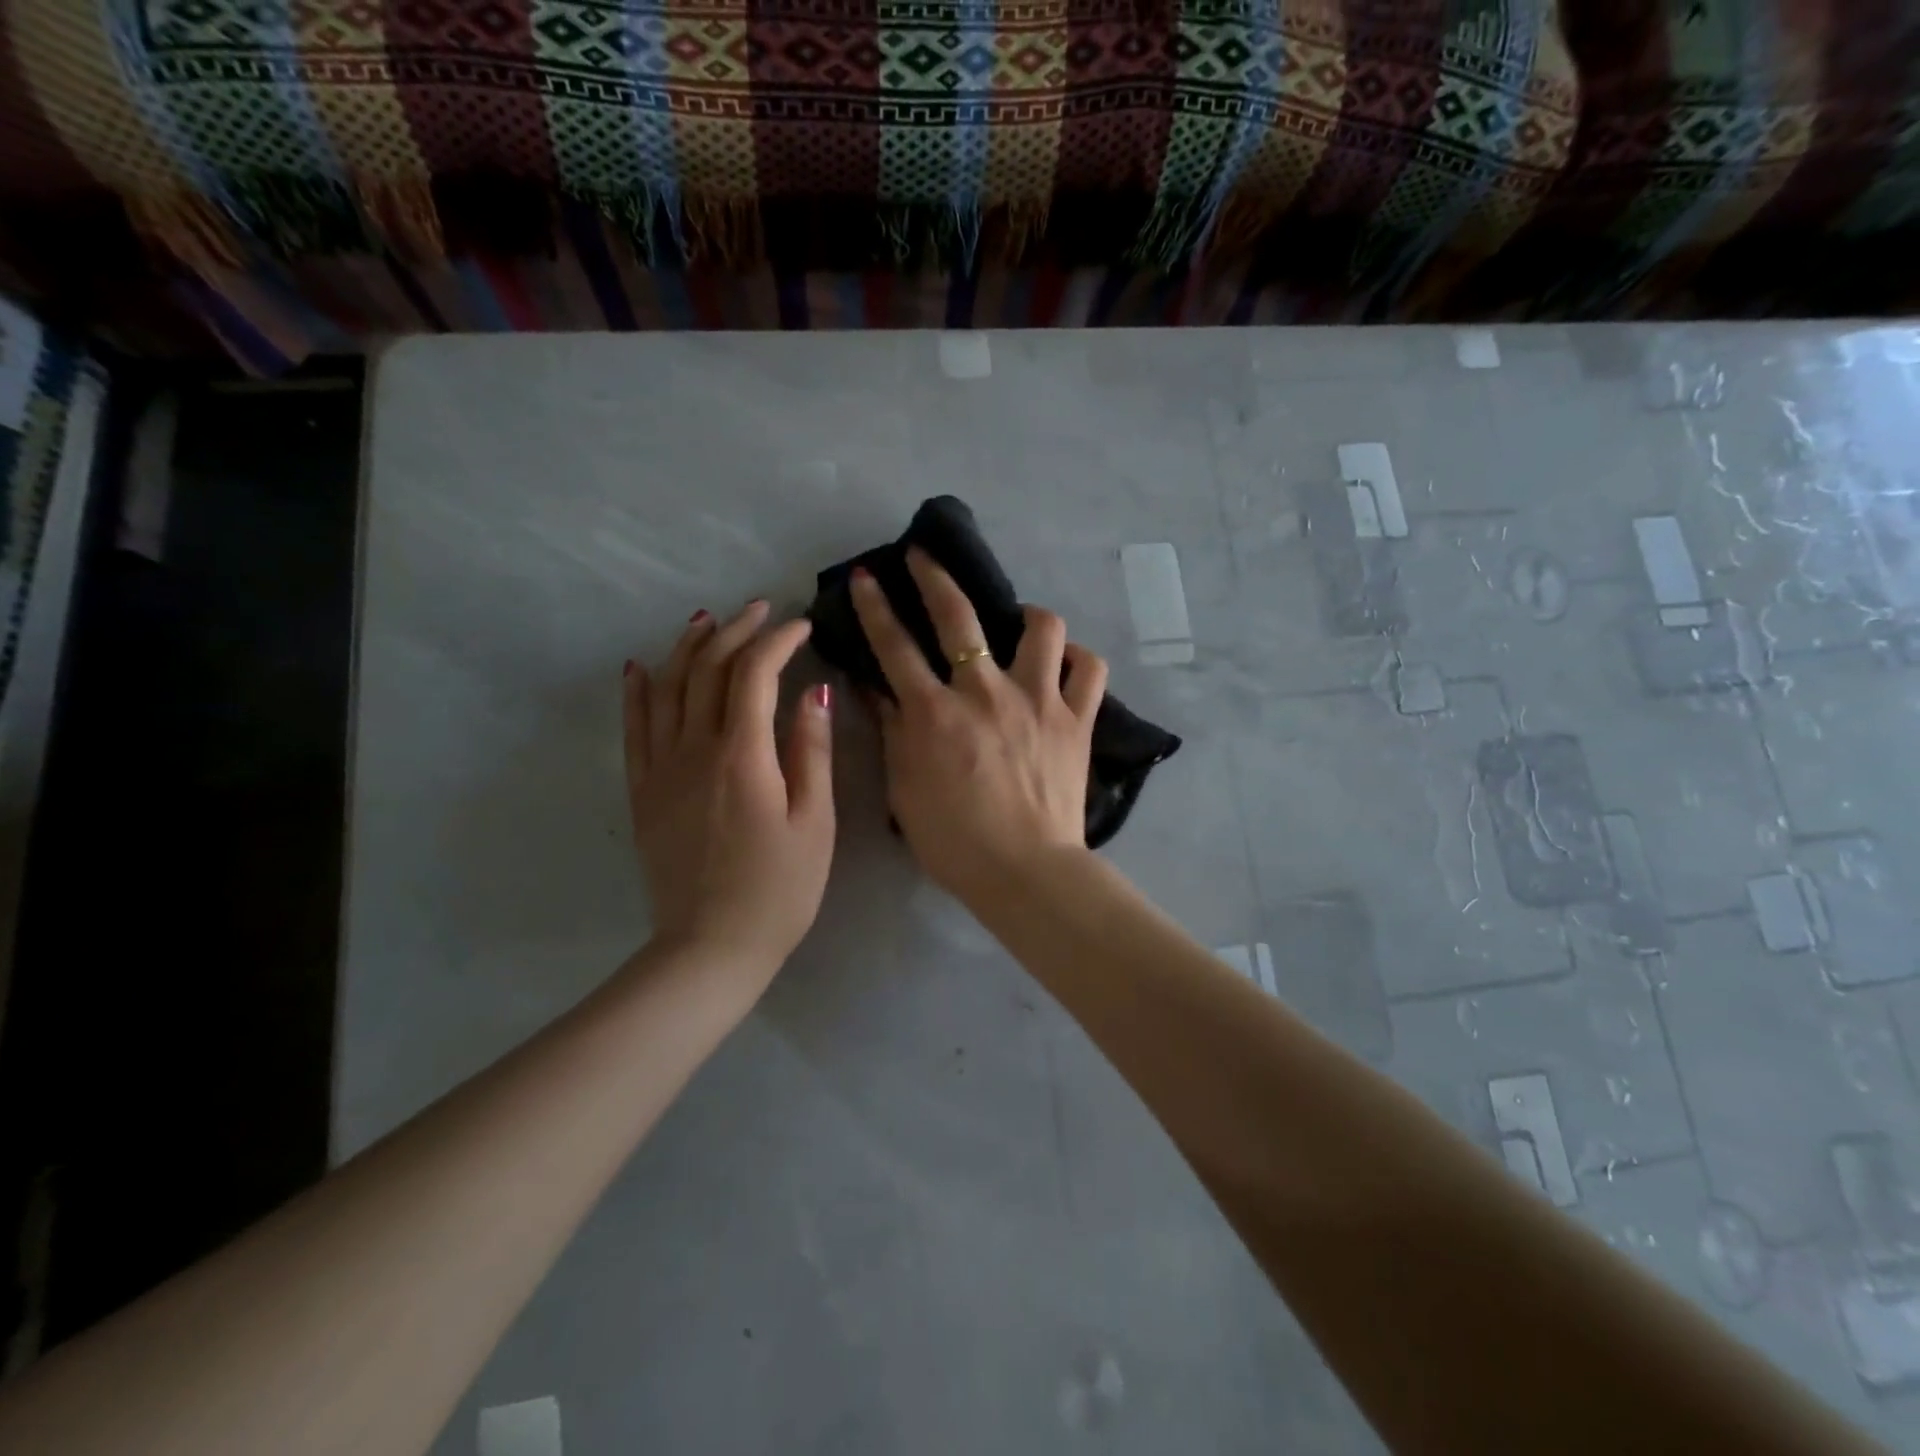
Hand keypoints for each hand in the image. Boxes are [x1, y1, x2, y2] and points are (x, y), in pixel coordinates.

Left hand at [623, 601, 834, 975]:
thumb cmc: (779, 889)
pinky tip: (641, 667)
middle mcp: (694, 750)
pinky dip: (638, 692)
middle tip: (760, 611)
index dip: (777, 641)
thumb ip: (811, 751)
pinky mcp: (644, 792)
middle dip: (735, 632)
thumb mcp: (815, 823)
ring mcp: (661, 769)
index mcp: (743, 755)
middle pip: (708, 670)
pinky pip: (634, 729)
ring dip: (688, 648)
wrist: (711, 947)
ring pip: (668, 689)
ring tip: (706, 620)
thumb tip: (814, 691)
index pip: (754, 673)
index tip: (801, 626)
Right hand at [851, 550, 1106, 899]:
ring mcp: (1038, 700)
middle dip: (935, 577)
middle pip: (959, 616)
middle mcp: (986, 692)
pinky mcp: (1077, 719)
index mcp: (936, 713)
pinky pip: (1089, 669)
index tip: (868, 578)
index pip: (895, 646)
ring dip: (1027, 615)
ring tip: (1020, 622)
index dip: (876, 608)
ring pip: (1042, 627)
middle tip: (924, 557)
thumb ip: (891, 731)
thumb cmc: (955, 840)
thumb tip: (875, 688)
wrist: (1026, 871)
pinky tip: (1063, 664)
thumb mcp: (904, 789)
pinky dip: (1076, 659)